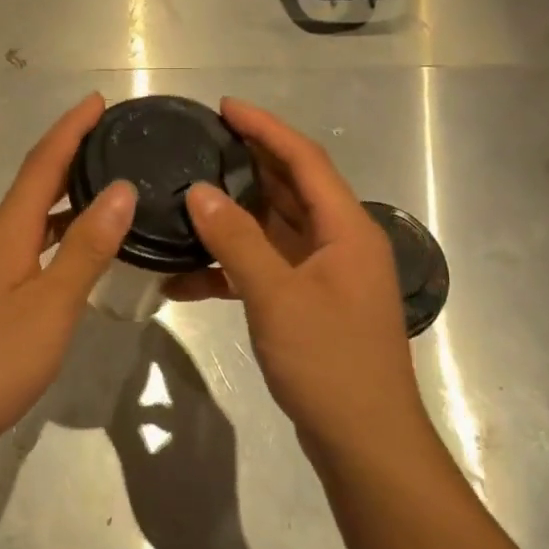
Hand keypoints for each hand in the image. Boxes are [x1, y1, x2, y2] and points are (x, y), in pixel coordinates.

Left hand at [0, 94, 134, 455]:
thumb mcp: (50, 306)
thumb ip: (86, 249)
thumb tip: (120, 190)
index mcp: (5, 232)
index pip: (42, 164)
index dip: (70, 129)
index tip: (97, 100)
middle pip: (31, 187)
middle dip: (69, 159)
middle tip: (109, 142)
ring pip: (26, 222)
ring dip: (61, 201)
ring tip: (102, 192)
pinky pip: (21, 250)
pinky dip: (50, 238)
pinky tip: (69, 257)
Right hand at [168, 99, 427, 460]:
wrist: (364, 442)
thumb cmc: (330, 363)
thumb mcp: (277, 297)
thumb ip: (236, 240)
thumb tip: (197, 191)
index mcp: (347, 229)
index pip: (304, 160)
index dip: (266, 128)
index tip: (225, 106)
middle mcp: (340, 243)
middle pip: (290, 188)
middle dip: (247, 163)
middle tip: (200, 142)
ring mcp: (324, 275)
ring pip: (274, 228)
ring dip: (232, 216)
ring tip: (186, 196)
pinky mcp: (307, 303)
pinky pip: (265, 268)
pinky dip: (229, 267)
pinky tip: (185, 275)